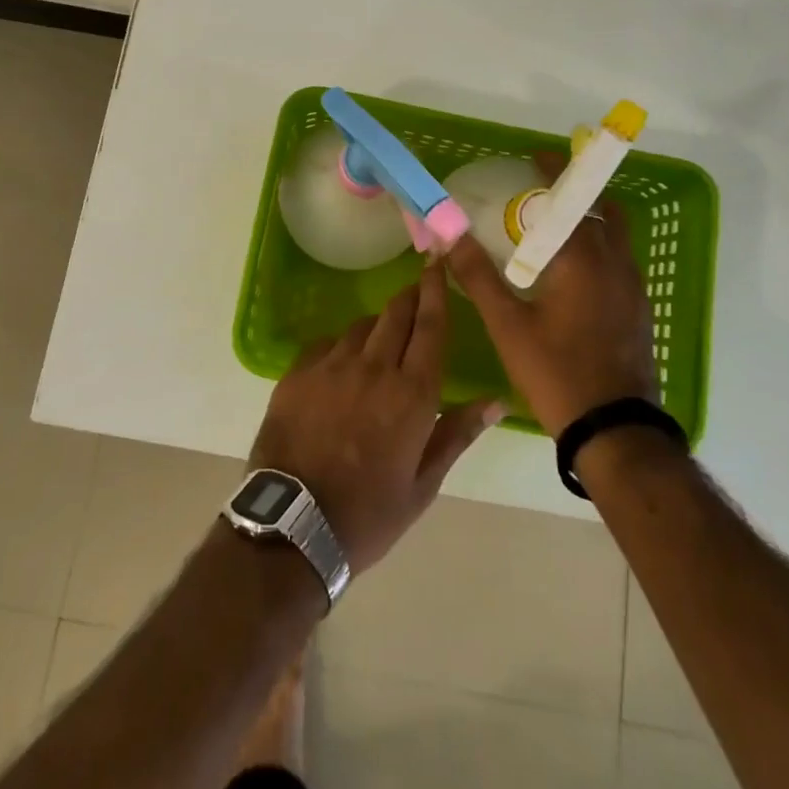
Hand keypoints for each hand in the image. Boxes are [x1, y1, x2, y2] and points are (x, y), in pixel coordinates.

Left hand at [248, 263, 502, 573]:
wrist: (292, 526)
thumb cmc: (368, 514)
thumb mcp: (423, 484)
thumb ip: (458, 433)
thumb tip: (496, 400)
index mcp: (412, 394)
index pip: (431, 326)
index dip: (436, 290)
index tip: (439, 261)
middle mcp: (373, 368)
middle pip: (396, 314)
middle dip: (411, 296)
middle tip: (418, 290)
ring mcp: (331, 367)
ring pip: (361, 326)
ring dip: (377, 326)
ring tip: (381, 342)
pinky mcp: (297, 373)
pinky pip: (326, 343)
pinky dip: (341, 346)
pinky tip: (342, 364)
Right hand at [444, 154, 656, 437]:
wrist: (615, 430)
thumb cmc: (556, 372)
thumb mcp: (507, 325)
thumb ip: (477, 276)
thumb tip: (449, 237)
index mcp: (584, 260)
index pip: (570, 200)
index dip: (555, 174)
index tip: (538, 156)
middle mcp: (616, 265)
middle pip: (604, 212)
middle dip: (577, 194)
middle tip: (544, 195)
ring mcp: (634, 289)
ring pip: (617, 238)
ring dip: (592, 221)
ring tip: (557, 229)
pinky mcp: (639, 311)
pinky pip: (621, 262)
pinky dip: (600, 248)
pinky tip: (575, 273)